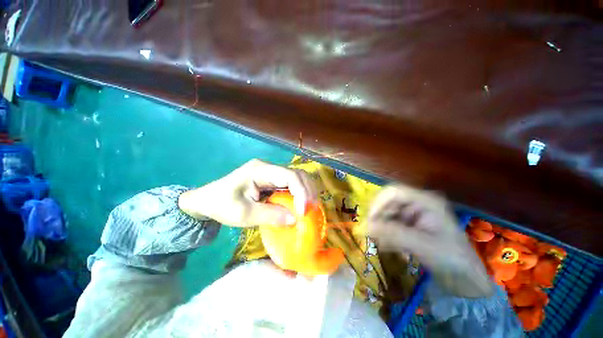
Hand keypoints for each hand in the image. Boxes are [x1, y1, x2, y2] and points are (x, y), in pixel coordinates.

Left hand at [178, 159, 317, 226]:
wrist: (206, 200)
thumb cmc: (221, 205)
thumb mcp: (244, 214)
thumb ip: (271, 216)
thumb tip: (295, 219)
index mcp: (260, 170)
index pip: (289, 176)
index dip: (301, 192)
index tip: (303, 212)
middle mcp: (268, 168)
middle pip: (297, 174)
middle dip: (308, 191)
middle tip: (312, 209)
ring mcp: (270, 173)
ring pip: (296, 178)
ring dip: (306, 192)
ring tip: (309, 208)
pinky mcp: (271, 180)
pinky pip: (290, 185)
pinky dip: (298, 195)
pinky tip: (300, 205)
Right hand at [368, 185, 492, 297]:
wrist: (465, 278)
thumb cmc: (451, 258)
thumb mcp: (422, 245)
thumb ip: (394, 234)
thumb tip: (367, 226)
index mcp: (426, 201)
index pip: (394, 192)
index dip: (379, 203)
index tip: (371, 220)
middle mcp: (418, 203)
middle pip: (389, 202)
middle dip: (379, 218)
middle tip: (373, 235)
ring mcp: (414, 214)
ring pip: (388, 214)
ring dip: (383, 228)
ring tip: (383, 245)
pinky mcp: (411, 224)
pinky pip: (392, 224)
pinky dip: (388, 234)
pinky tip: (390, 247)